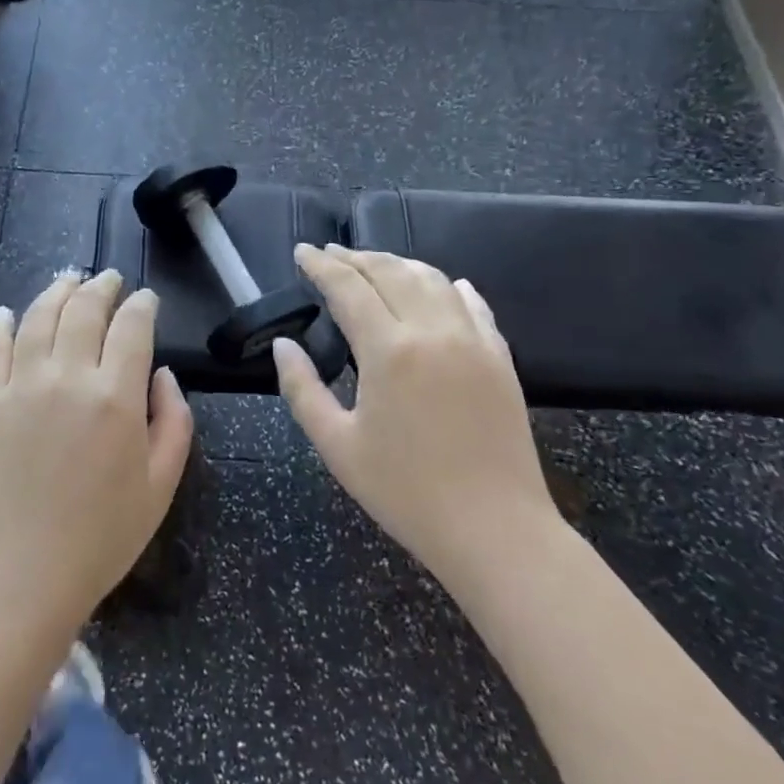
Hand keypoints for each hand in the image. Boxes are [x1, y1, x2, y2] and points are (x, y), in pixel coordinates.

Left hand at [0, 268, 194, 632]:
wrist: (20, 575)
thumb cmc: (101, 536)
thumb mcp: (161, 485)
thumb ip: (173, 421)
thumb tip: (163, 374)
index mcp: (115, 396)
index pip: (132, 326)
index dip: (142, 304)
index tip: (146, 299)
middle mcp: (68, 376)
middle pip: (84, 309)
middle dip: (102, 286)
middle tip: (110, 279)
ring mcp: (21, 384)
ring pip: (40, 316)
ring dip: (57, 291)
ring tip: (68, 279)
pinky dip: (3, 324)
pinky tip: (9, 313)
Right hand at [274, 244, 559, 583]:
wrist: (497, 531)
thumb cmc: (406, 492)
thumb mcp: (337, 446)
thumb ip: (302, 389)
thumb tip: (283, 345)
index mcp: (389, 350)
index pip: (348, 287)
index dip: (321, 265)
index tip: (302, 251)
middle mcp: (432, 331)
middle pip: (389, 272)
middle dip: (355, 257)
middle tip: (329, 254)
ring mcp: (473, 340)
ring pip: (432, 279)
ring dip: (398, 263)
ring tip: (374, 264)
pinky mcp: (500, 357)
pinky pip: (473, 304)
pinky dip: (448, 286)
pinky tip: (442, 285)